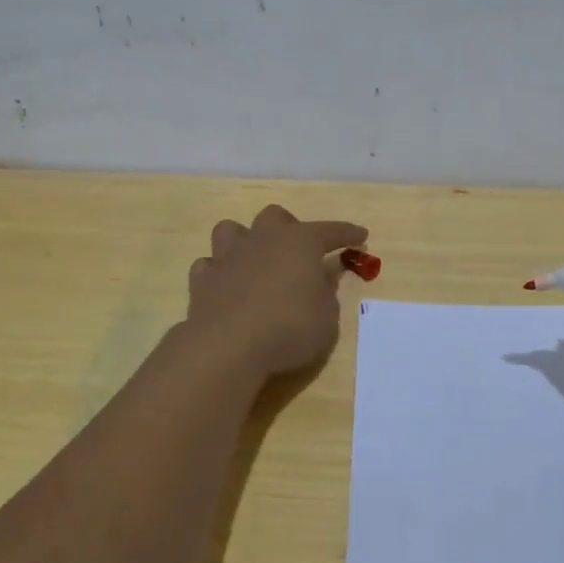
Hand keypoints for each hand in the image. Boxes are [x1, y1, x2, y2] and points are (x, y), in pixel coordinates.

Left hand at [183, 205, 368, 378]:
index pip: (330, 231)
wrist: (229, 346)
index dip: (348, 233)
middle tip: (297, 253)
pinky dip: (218, 273)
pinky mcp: (202, 279)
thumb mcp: (327, 319)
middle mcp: (263, 239)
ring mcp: (228, 256)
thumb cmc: (289, 329)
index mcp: (300, 242)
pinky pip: (209, 266)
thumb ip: (326, 295)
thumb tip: (319, 282)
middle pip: (275, 216)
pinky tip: (225, 287)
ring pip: (232, 230)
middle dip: (288, 229)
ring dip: (244, 242)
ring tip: (253, 261)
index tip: (361, 236)